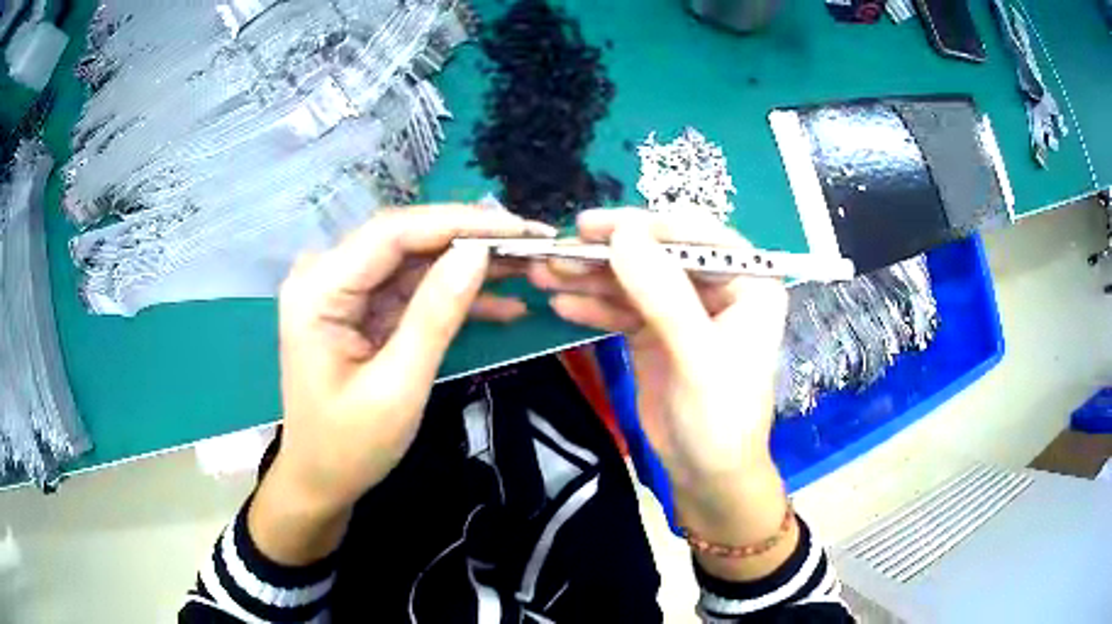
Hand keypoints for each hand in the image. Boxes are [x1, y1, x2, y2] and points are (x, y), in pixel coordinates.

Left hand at [251, 205, 554, 564]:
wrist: (321, 479)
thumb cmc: (350, 445)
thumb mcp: (398, 386)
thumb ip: (436, 314)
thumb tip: (478, 252)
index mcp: (319, 289)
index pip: (393, 232)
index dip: (460, 223)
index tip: (519, 228)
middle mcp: (325, 274)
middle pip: (406, 239)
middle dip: (471, 240)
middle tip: (534, 244)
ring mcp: (343, 290)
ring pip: (416, 261)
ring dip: (469, 267)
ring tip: (529, 268)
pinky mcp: (361, 307)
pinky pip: (412, 289)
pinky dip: (454, 296)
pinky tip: (502, 303)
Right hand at [529, 209, 793, 579]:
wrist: (707, 476)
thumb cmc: (721, 419)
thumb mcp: (698, 357)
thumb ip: (664, 294)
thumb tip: (622, 234)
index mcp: (748, 283)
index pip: (697, 235)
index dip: (646, 226)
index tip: (595, 228)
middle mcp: (717, 287)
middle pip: (658, 253)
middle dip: (608, 252)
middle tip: (558, 249)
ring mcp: (683, 309)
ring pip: (634, 278)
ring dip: (591, 276)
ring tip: (545, 272)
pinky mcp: (656, 332)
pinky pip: (622, 308)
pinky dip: (593, 305)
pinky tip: (561, 303)